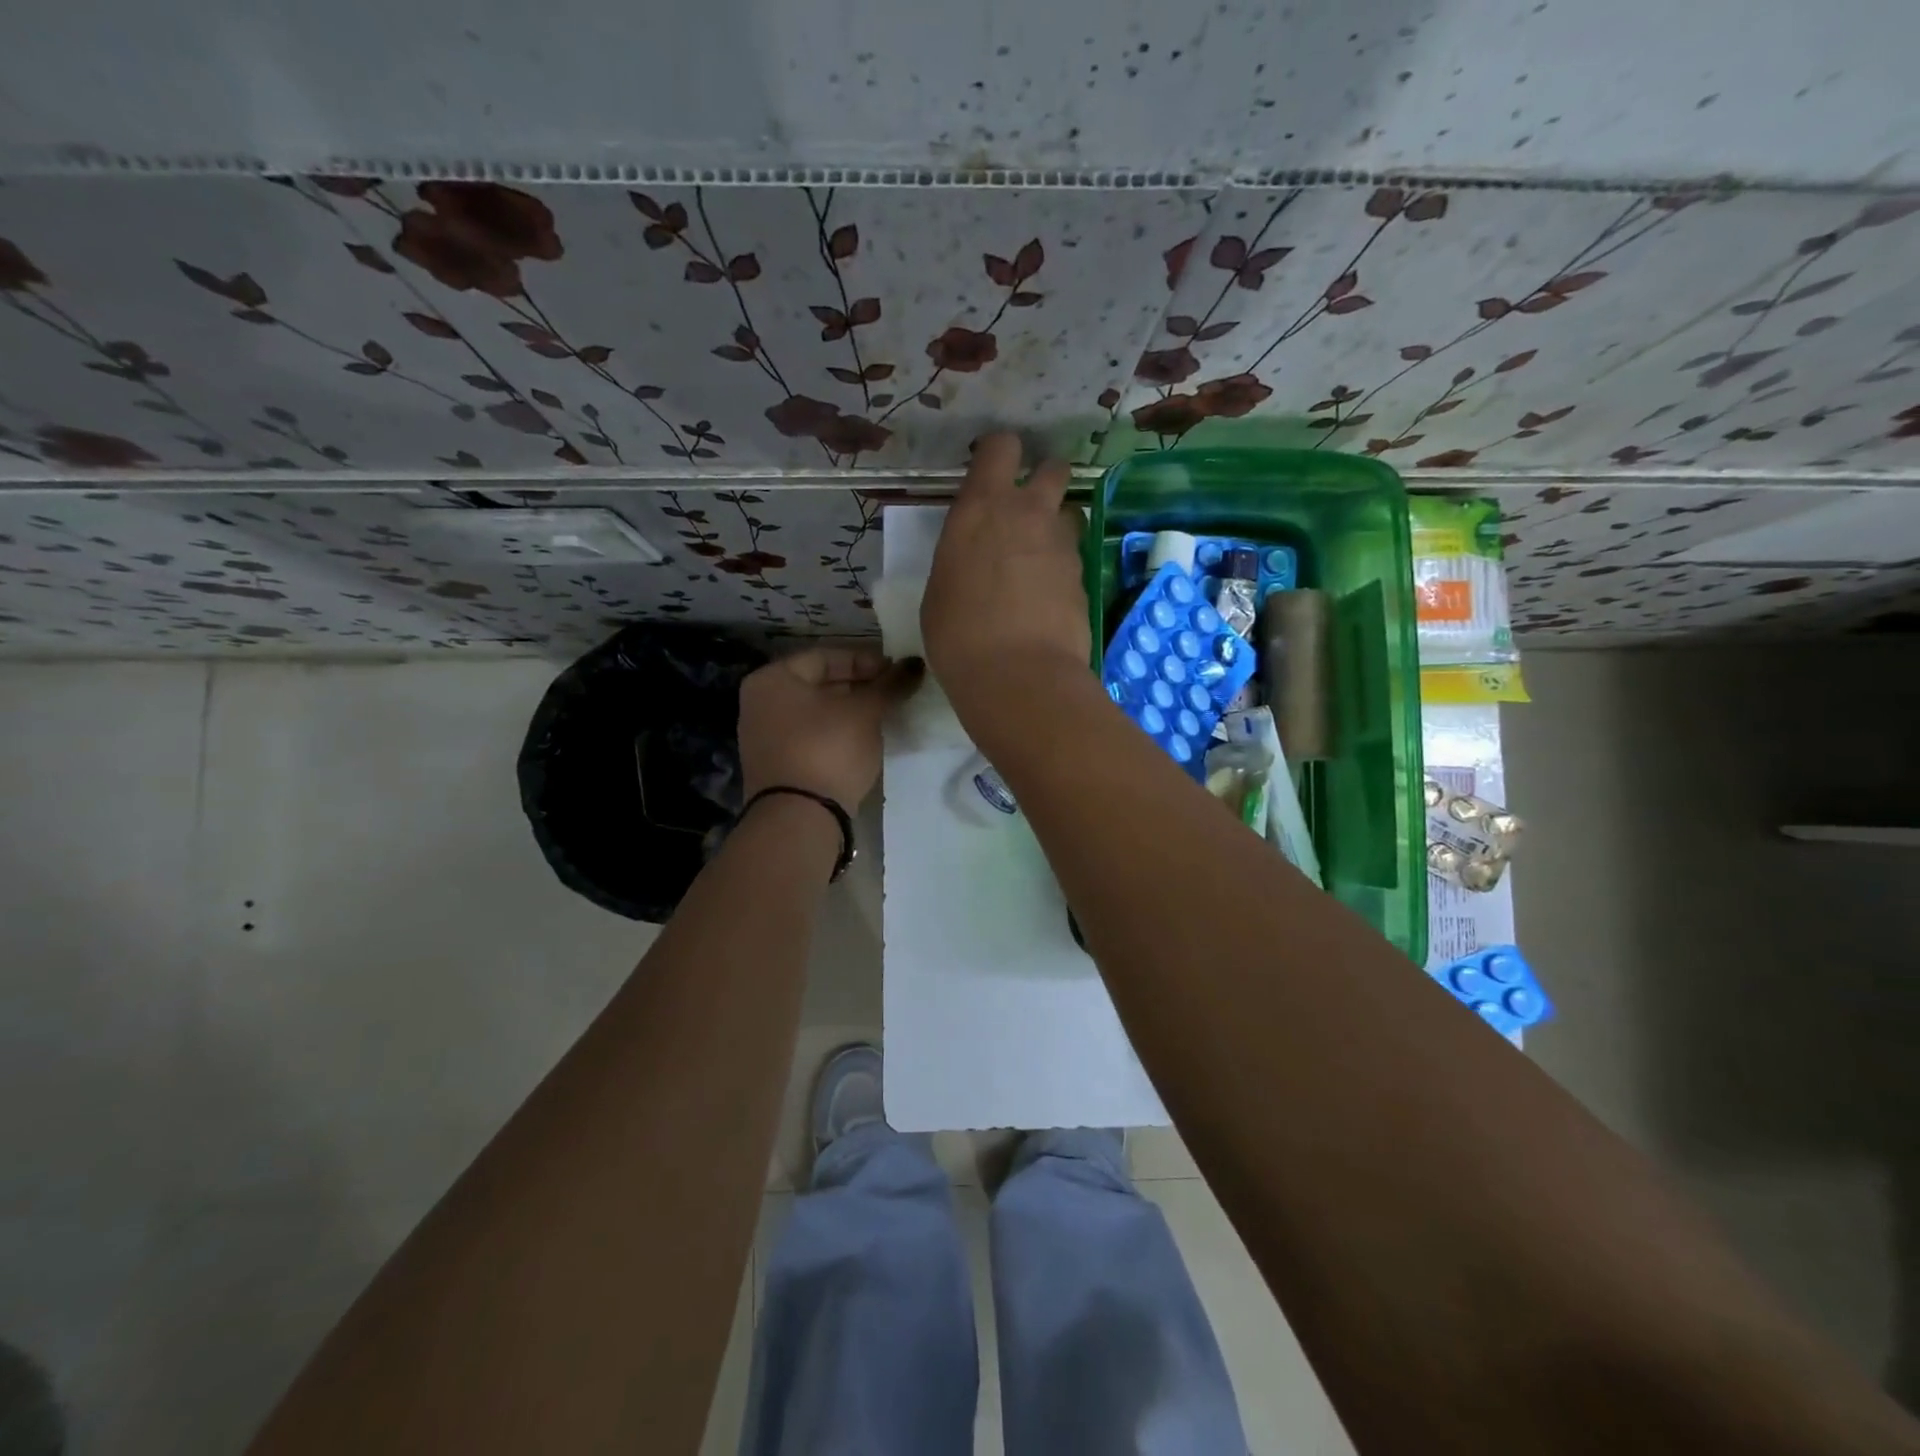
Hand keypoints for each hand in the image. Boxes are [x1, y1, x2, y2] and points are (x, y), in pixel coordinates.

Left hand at [738, 648, 921, 809]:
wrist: (799, 819)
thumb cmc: (828, 750)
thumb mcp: (865, 712)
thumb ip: (890, 685)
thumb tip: (916, 663)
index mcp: (772, 679)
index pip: (826, 656)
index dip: (865, 661)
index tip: (896, 673)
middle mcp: (760, 704)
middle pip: (819, 684)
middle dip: (859, 687)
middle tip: (894, 694)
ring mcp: (765, 738)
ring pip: (817, 713)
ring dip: (851, 712)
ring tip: (884, 717)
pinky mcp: (777, 767)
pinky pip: (812, 739)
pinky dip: (837, 735)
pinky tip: (863, 743)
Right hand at [921, 433, 1091, 724]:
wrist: (1018, 675)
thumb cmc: (957, 634)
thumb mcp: (940, 589)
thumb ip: (960, 558)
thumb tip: (973, 562)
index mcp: (982, 508)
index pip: (1001, 447)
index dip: (998, 453)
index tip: (991, 472)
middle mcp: (1028, 514)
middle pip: (1054, 467)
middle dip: (1044, 479)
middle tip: (1027, 508)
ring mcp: (1062, 546)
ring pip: (1069, 514)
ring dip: (1056, 526)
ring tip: (1038, 560)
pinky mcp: (1084, 578)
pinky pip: (1074, 558)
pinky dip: (1063, 569)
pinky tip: (1047, 599)